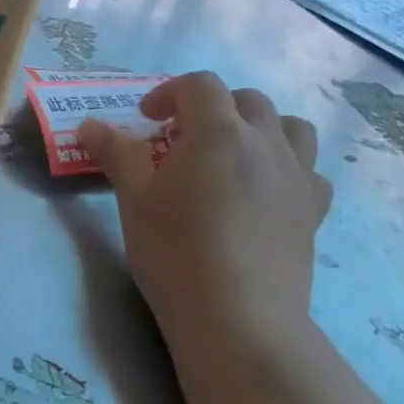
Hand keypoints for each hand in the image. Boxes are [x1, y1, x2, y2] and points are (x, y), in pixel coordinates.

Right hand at [82, 73, 331, 352]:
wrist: (238, 318)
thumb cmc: (175, 252)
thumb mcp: (134, 199)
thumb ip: (116, 153)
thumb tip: (89, 125)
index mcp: (219, 131)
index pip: (199, 85)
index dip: (169, 93)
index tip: (147, 119)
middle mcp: (266, 143)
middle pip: (247, 100)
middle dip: (213, 107)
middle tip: (183, 138)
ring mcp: (297, 177)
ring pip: (290, 128)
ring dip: (259, 128)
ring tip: (232, 155)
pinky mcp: (313, 212)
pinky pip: (310, 172)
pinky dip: (287, 168)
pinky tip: (265, 192)